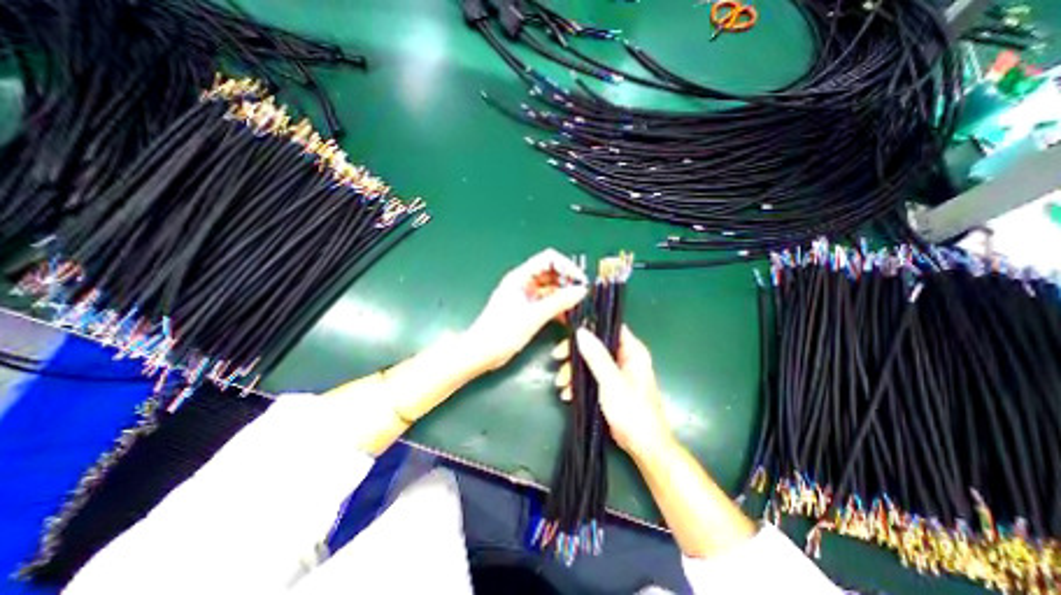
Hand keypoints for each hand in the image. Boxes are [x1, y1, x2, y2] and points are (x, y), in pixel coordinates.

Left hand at [466, 249, 593, 370]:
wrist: (482, 352)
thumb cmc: (502, 332)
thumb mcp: (533, 316)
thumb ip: (558, 302)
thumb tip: (581, 291)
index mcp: (520, 277)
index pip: (548, 259)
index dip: (566, 266)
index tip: (580, 280)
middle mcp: (523, 282)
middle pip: (550, 272)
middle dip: (567, 280)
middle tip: (581, 294)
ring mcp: (525, 295)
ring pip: (550, 288)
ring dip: (563, 294)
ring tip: (576, 306)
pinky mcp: (527, 308)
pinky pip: (546, 301)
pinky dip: (557, 306)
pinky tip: (566, 317)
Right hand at [556, 329, 668, 457]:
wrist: (643, 446)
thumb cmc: (632, 411)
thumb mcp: (611, 381)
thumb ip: (596, 356)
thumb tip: (581, 331)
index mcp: (632, 351)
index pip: (609, 328)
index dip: (589, 328)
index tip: (569, 335)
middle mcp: (625, 358)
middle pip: (595, 345)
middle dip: (575, 355)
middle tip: (558, 360)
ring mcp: (616, 372)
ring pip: (590, 362)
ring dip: (573, 371)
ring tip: (561, 385)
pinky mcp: (609, 386)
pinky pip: (590, 377)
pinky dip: (578, 383)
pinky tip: (568, 394)